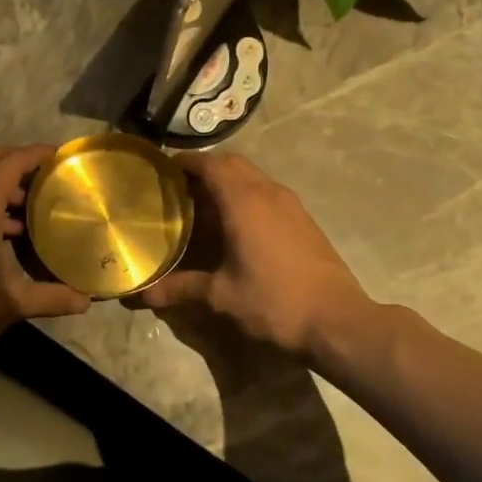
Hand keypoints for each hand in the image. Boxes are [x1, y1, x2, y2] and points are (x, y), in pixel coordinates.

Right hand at [138, 153, 371, 361]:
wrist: (336, 319)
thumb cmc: (274, 302)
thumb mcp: (222, 296)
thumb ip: (182, 287)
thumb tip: (145, 294)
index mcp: (244, 202)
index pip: (210, 164)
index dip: (186, 162)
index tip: (164, 169)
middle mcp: (268, 193)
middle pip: (233, 164)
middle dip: (206, 169)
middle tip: (180, 189)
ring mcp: (291, 204)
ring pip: (254, 177)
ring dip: (229, 182)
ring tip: (204, 207)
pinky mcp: (304, 219)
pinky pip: (269, 193)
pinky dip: (248, 197)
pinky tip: (237, 227)